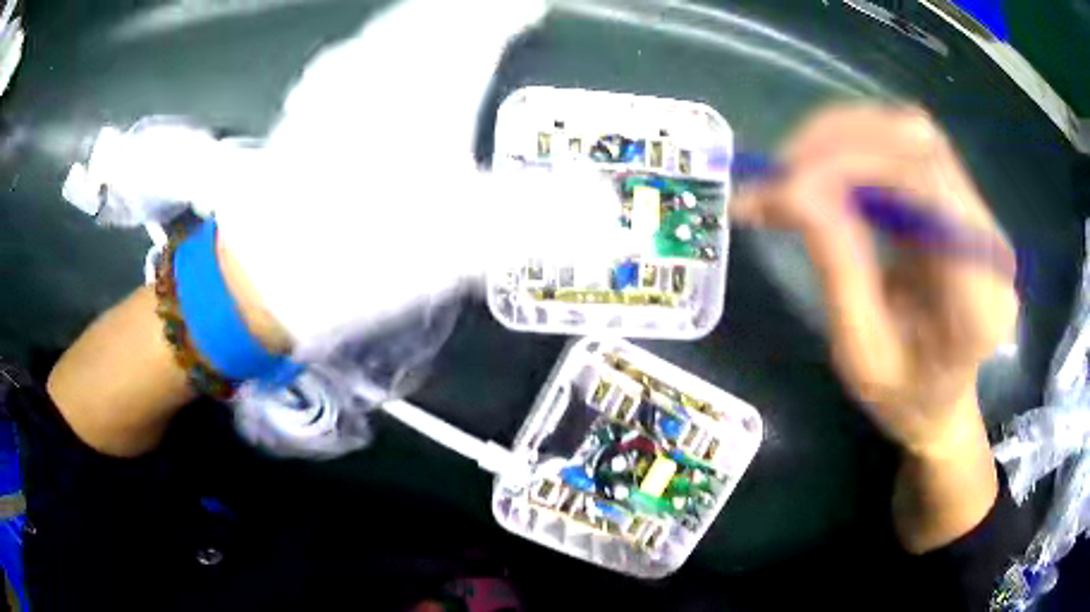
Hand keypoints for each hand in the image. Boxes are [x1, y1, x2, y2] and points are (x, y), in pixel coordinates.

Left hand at [206, 0, 553, 359]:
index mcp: (427, 84)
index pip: (483, 22)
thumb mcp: (464, 242)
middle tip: (499, 10)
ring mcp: (336, 83)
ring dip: (426, 20)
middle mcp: (382, 67)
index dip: (513, 9)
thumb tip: (613, 216)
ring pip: (392, 28)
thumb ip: (542, 220)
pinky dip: (384, 46)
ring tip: (452, 20)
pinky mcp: (307, 108)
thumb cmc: (363, 251)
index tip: (535, 5)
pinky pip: (357, 54)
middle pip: (433, 13)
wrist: (261, 278)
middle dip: (470, 6)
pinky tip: (380, 58)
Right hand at [734, 105, 1017, 458]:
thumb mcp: (862, 354)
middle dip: (841, 142)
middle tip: (778, 171)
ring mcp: (979, 216)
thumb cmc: (904, 399)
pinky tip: (824, 171)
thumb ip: (839, 269)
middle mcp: (989, 242)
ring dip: (845, 138)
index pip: (927, 184)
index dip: (854, 162)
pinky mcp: (960, 204)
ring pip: (911, 134)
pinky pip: (909, 150)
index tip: (788, 182)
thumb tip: (792, 188)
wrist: (942, 403)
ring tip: (792, 170)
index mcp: (979, 298)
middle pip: (920, 144)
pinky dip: (859, 148)